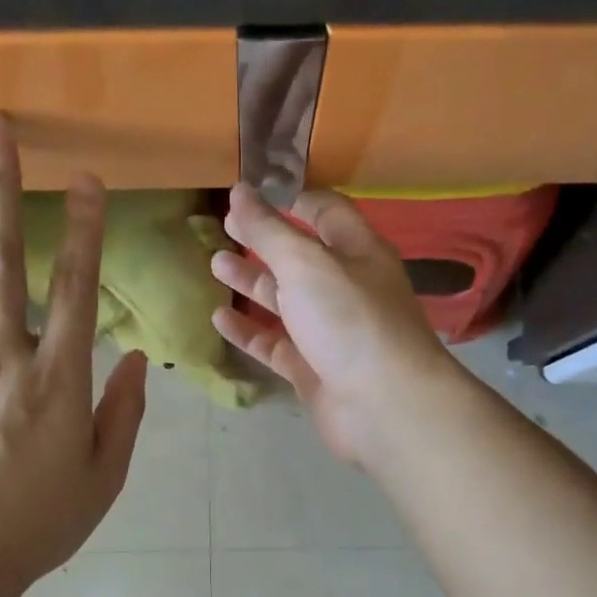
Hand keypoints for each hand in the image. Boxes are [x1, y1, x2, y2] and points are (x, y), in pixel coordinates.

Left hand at [0, 111, 145, 592]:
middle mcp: (3, 356)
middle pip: (1, 259)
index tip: (86, 180)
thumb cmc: (39, 524)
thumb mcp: (103, 478)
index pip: (78, 290)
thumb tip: (132, 360)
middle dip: (0, 186)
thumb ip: (122, 415)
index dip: (85, 231)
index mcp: (59, 382)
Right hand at [212, 185, 456, 464]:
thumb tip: (240, 191)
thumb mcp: (306, 264)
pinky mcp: (311, 368)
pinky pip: (274, 343)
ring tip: (214, 264)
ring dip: (251, 282)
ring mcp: (327, 331)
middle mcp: (344, 287)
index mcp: (356, 251)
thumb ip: (269, 230)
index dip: (289, 197)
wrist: (381, 405)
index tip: (250, 190)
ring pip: (284, 301)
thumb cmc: (349, 320)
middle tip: (223, 226)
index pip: (324, 211)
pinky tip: (218, 317)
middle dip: (263, 240)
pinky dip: (248, 330)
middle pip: (299, 257)